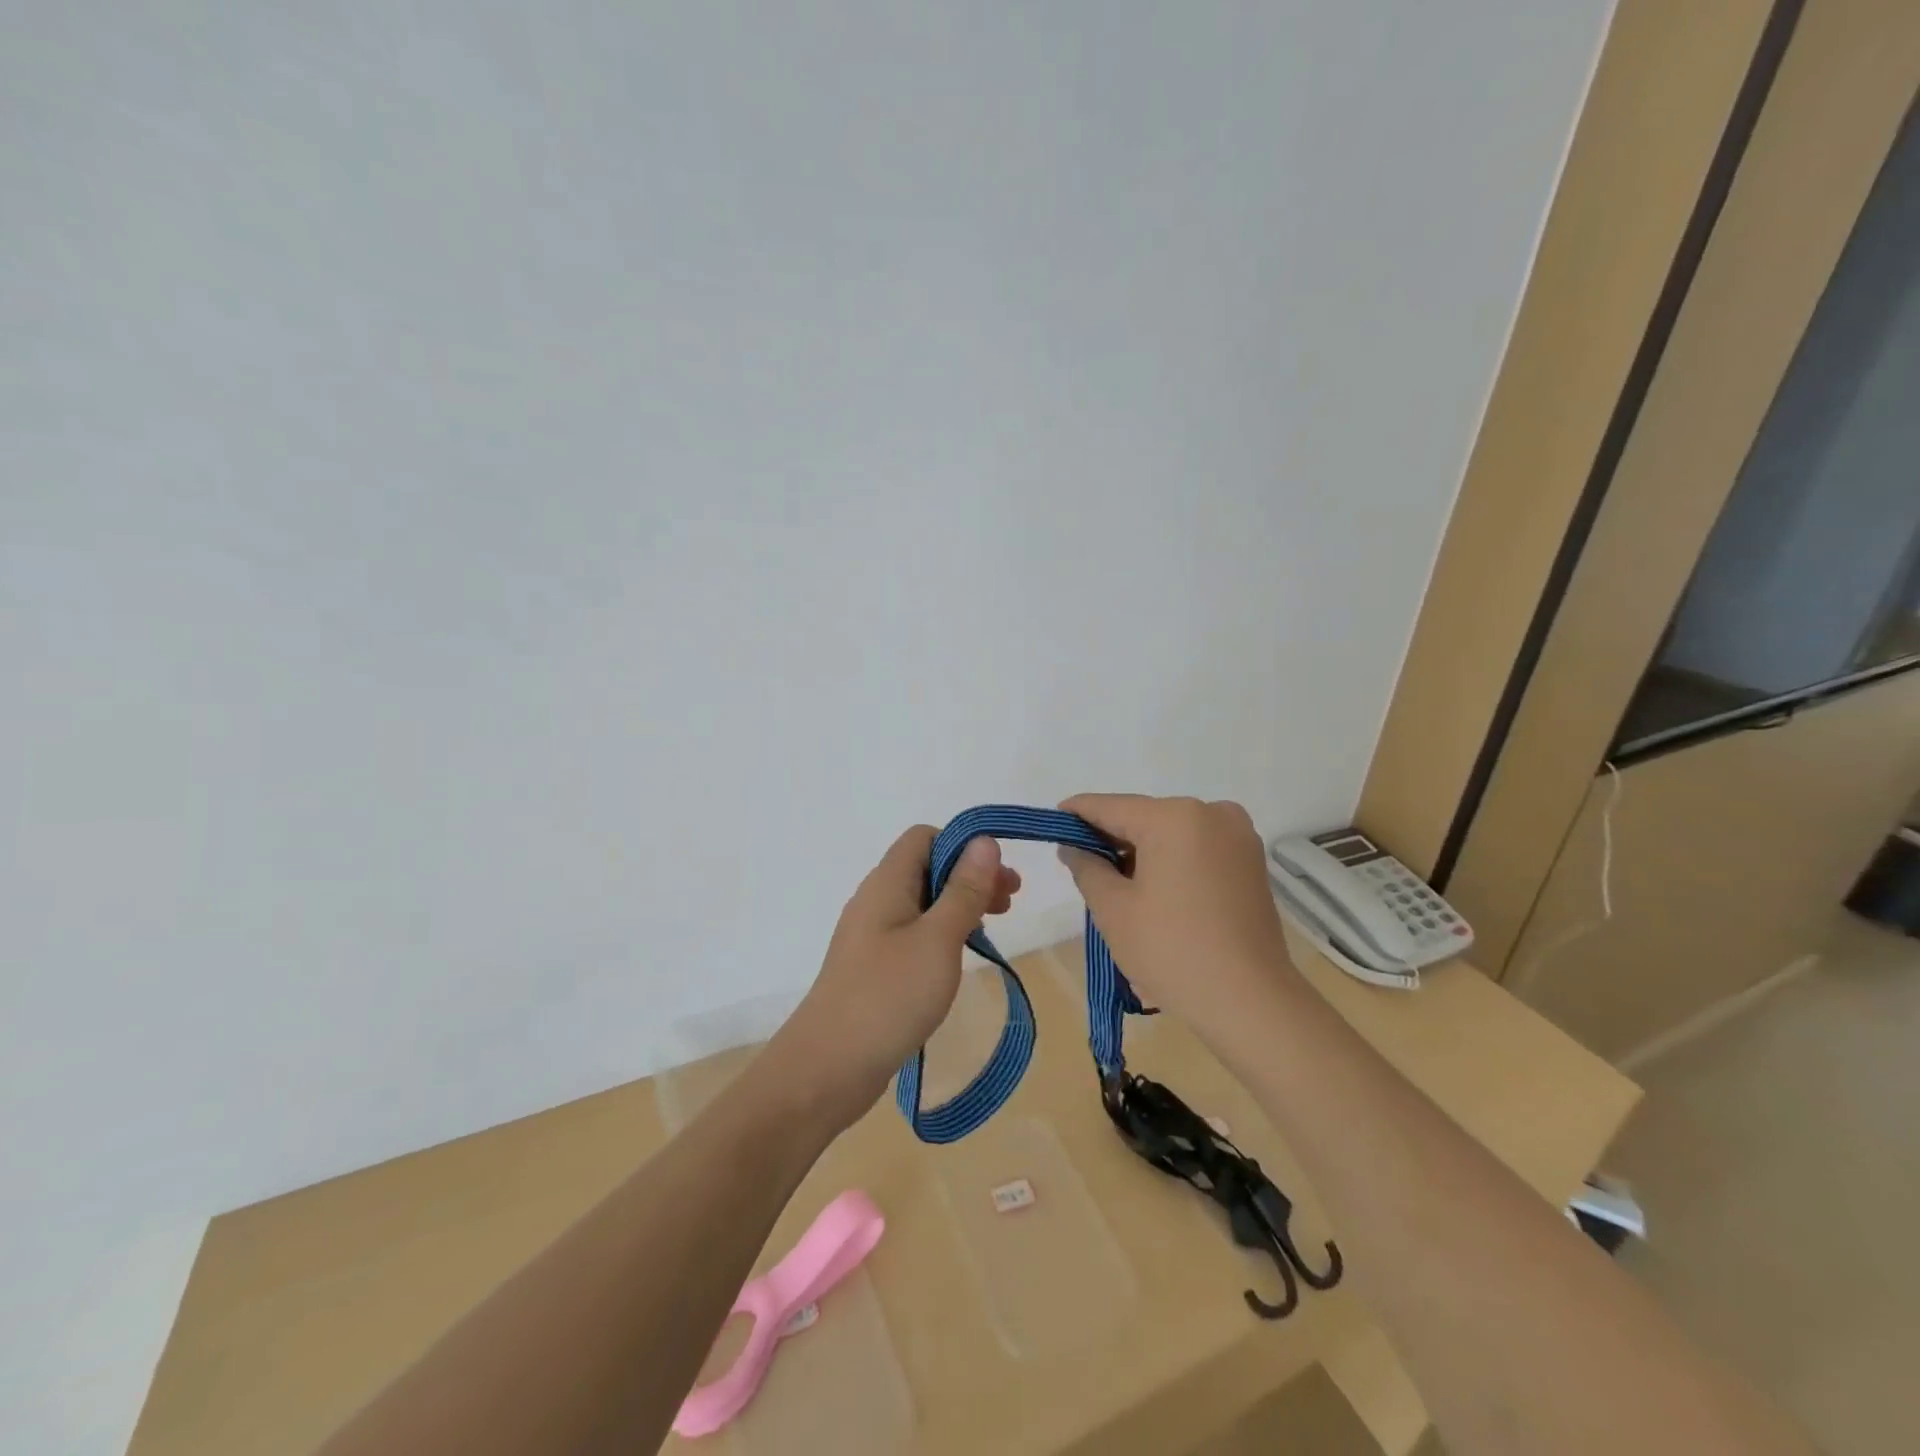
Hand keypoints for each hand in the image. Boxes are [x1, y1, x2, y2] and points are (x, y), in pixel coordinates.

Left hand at [771, 826, 1020, 1131]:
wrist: (827, 1068)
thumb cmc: (889, 996)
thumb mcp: (938, 940)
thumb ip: (963, 890)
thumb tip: (984, 841)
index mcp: (886, 883)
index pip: (924, 837)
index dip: (963, 847)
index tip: (997, 877)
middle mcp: (875, 900)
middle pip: (925, 868)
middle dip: (969, 877)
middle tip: (1009, 903)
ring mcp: (870, 936)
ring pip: (921, 903)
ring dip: (958, 906)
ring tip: (992, 927)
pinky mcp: (872, 967)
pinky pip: (912, 933)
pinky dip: (941, 933)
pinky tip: (958, 957)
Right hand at [1056, 794, 1299, 1052]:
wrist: (1252, 1003)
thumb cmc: (1172, 951)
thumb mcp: (1113, 909)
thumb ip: (1086, 867)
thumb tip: (1073, 846)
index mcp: (1174, 817)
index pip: (1110, 806)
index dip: (1076, 815)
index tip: (1051, 825)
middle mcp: (1211, 813)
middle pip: (1143, 817)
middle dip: (1111, 839)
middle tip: (1081, 867)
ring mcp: (1237, 836)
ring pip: (1171, 833)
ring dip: (1142, 852)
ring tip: (1118, 888)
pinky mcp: (1251, 861)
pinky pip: (1197, 848)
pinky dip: (1172, 862)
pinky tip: (1155, 894)